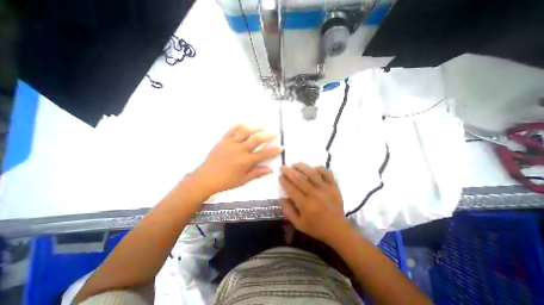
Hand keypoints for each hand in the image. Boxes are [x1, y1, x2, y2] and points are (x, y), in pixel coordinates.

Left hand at [192, 124, 285, 194]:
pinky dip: (238, 125)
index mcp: (245, 161)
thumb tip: (270, 170)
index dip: (274, 150)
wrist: (205, 178)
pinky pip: (231, 130)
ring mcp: (231, 143)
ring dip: (255, 128)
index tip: (281, 147)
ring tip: (262, 126)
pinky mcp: (223, 140)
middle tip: (274, 133)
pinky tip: (244, 123)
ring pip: (245, 132)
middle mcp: (240, 150)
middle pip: (256, 140)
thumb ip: (257, 173)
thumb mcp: (243, 180)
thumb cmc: (225, 181)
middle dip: (268, 136)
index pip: (263, 154)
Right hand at [278, 162, 350, 244]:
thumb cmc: (317, 228)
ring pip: (312, 173)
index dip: (284, 181)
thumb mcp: (299, 225)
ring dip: (302, 167)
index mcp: (305, 205)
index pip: (291, 189)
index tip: (280, 176)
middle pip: (299, 179)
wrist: (338, 230)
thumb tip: (281, 199)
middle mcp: (314, 194)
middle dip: (289, 171)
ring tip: (295, 164)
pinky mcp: (334, 186)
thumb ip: (288, 212)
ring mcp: (325, 189)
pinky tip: (313, 168)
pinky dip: (320, 168)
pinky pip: (327, 173)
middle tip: (283, 167)